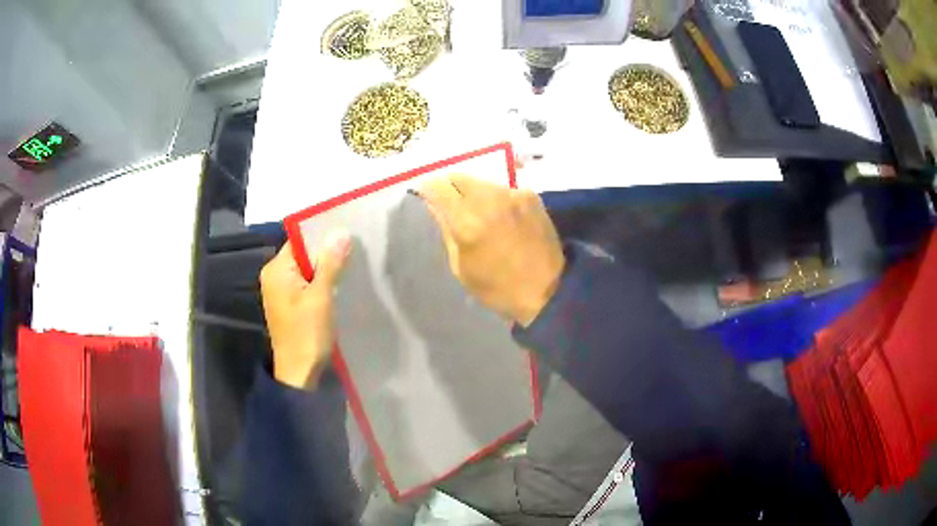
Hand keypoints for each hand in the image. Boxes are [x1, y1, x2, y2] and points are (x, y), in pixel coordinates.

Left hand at [259, 232, 350, 389]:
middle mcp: (274, 276)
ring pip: (307, 269)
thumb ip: (330, 263)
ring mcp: (281, 291)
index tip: (346, 230)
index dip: (321, 234)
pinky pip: (307, 283)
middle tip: (354, 246)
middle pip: (303, 254)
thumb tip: (341, 232)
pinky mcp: (290, 304)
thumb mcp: (320, 297)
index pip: (299, 240)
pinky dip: (322, 281)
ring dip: (326, 267)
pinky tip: (340, 283)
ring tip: (352, 262)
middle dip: (326, 251)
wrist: (299, 373)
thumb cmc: (307, 334)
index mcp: (276, 270)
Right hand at [419, 175, 564, 326]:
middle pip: (460, 177)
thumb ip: (446, 230)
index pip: (438, 187)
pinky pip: (503, 189)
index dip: (427, 187)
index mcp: (467, 221)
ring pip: (482, 181)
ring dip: (473, 190)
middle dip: (450, 185)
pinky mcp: (530, 196)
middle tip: (448, 200)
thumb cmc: (497, 288)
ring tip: (476, 209)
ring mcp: (512, 194)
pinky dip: (495, 197)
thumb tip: (434, 204)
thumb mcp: (461, 266)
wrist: (547, 290)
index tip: (425, 194)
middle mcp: (489, 199)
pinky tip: (500, 215)